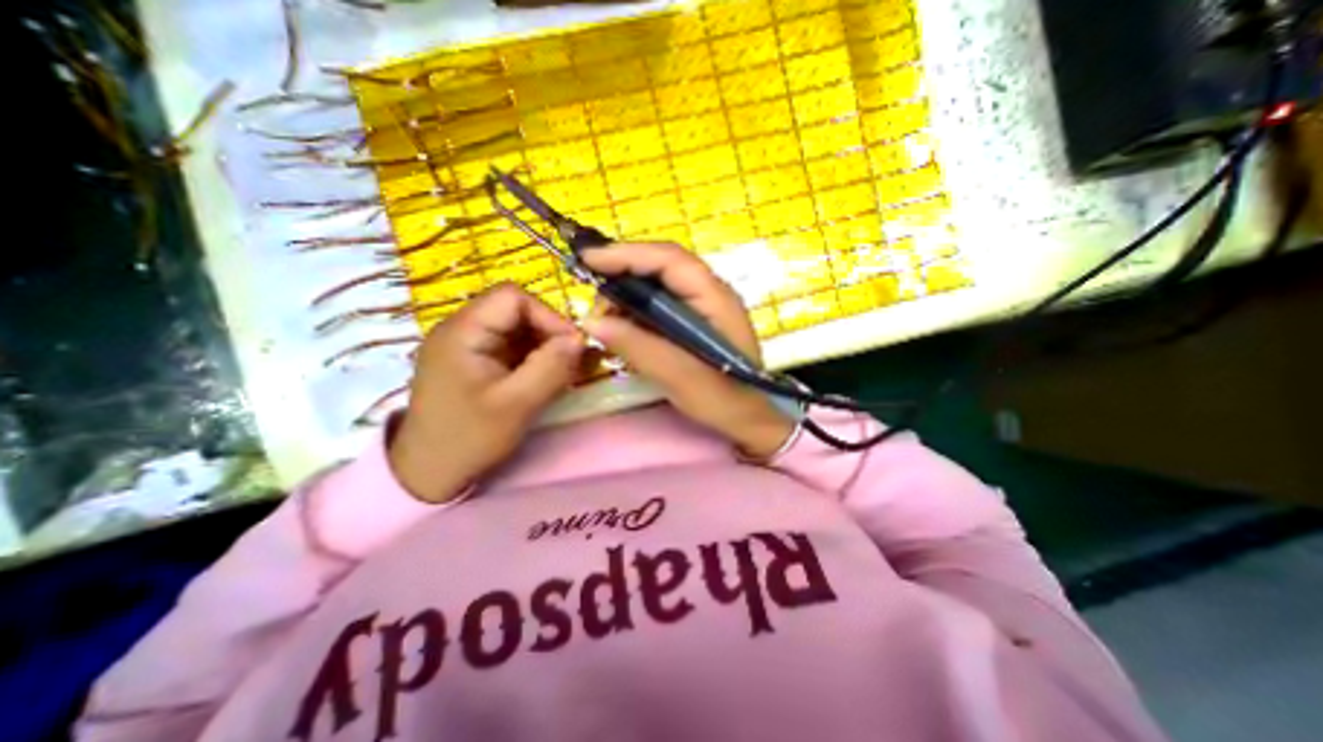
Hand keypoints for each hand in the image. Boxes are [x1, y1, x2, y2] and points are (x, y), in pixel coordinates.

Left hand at [388, 281, 582, 500]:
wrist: (429, 473)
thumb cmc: (469, 438)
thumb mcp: (516, 405)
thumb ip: (551, 368)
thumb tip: (580, 339)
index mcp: (463, 332)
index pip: (513, 298)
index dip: (548, 315)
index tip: (573, 346)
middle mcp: (463, 330)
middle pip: (517, 311)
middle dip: (550, 333)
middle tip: (572, 362)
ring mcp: (469, 346)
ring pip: (519, 330)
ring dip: (546, 347)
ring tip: (564, 372)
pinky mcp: (477, 362)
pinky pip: (513, 348)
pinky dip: (535, 358)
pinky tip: (547, 378)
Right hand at [580, 243, 787, 456]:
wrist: (746, 417)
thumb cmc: (721, 398)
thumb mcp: (678, 375)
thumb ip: (636, 345)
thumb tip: (591, 321)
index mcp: (714, 297)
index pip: (669, 259)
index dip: (627, 254)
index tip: (588, 260)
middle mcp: (709, 293)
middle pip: (661, 266)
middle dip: (622, 274)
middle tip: (593, 297)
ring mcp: (701, 305)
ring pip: (657, 284)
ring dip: (626, 295)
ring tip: (604, 318)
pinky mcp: (692, 320)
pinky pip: (658, 304)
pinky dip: (635, 310)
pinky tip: (621, 326)